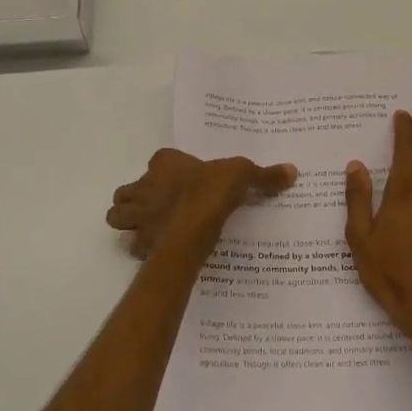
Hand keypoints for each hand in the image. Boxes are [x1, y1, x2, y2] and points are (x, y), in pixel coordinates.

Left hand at [106, 149, 295, 259]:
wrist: (192, 229)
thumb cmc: (211, 193)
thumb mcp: (243, 175)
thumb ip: (264, 175)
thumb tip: (292, 170)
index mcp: (165, 164)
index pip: (159, 160)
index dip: (167, 168)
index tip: (181, 178)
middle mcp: (144, 186)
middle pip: (129, 190)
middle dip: (137, 198)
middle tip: (160, 206)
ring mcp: (138, 216)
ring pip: (119, 215)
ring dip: (130, 220)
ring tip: (151, 227)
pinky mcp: (140, 242)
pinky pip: (133, 245)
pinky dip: (141, 248)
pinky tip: (158, 251)